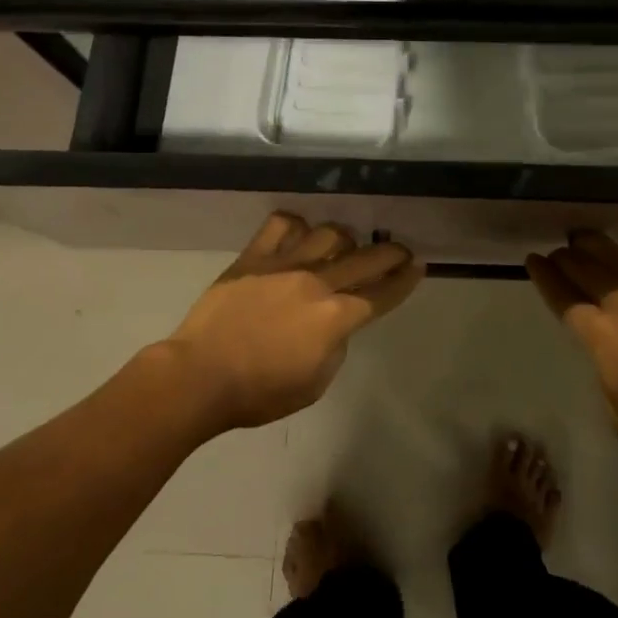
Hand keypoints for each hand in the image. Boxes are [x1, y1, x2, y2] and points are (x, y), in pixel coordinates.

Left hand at [165, 213, 424, 432]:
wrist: (199, 377)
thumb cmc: (258, 392)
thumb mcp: (314, 384)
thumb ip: (335, 346)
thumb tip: (335, 323)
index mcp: (335, 318)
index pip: (382, 295)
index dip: (404, 281)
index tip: (418, 266)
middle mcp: (317, 282)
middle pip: (365, 259)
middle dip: (389, 253)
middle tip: (399, 250)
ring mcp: (285, 264)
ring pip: (328, 233)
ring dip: (344, 238)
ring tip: (344, 245)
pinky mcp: (254, 257)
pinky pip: (282, 225)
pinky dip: (296, 226)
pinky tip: (299, 234)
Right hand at [526, 231, 617, 469]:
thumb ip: (608, 378)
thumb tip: (612, 362)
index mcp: (600, 336)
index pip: (563, 298)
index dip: (546, 277)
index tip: (533, 259)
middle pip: (587, 270)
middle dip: (567, 258)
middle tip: (558, 250)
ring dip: (597, 248)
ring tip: (584, 237)